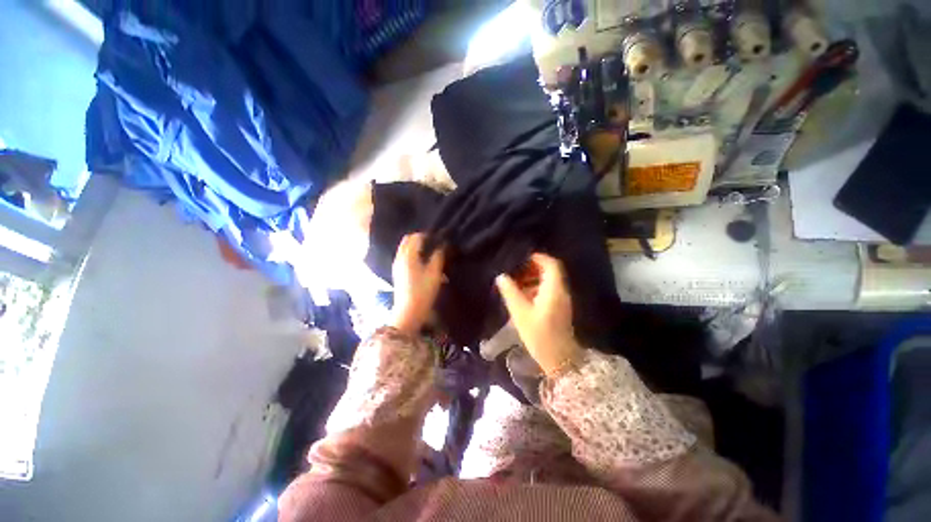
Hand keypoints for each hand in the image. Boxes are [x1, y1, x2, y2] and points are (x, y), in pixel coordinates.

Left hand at [390, 233, 444, 334]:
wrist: (409, 312)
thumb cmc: (423, 291)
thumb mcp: (434, 273)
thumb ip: (438, 256)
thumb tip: (442, 245)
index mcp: (408, 255)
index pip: (416, 236)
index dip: (428, 235)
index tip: (439, 237)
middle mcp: (400, 257)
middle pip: (408, 240)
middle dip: (420, 238)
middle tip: (434, 242)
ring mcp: (397, 265)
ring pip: (405, 248)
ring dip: (416, 246)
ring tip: (430, 251)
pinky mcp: (398, 273)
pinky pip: (405, 256)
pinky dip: (413, 253)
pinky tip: (423, 261)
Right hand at [495, 254, 580, 375]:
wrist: (560, 359)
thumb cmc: (539, 335)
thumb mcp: (520, 313)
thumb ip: (510, 293)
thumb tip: (502, 277)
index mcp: (554, 289)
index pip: (551, 264)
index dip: (538, 258)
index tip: (522, 258)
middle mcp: (561, 291)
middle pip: (550, 271)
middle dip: (532, 268)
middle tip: (515, 271)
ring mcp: (561, 300)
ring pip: (548, 281)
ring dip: (533, 279)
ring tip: (515, 284)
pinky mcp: (559, 308)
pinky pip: (548, 291)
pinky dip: (535, 288)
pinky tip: (522, 297)